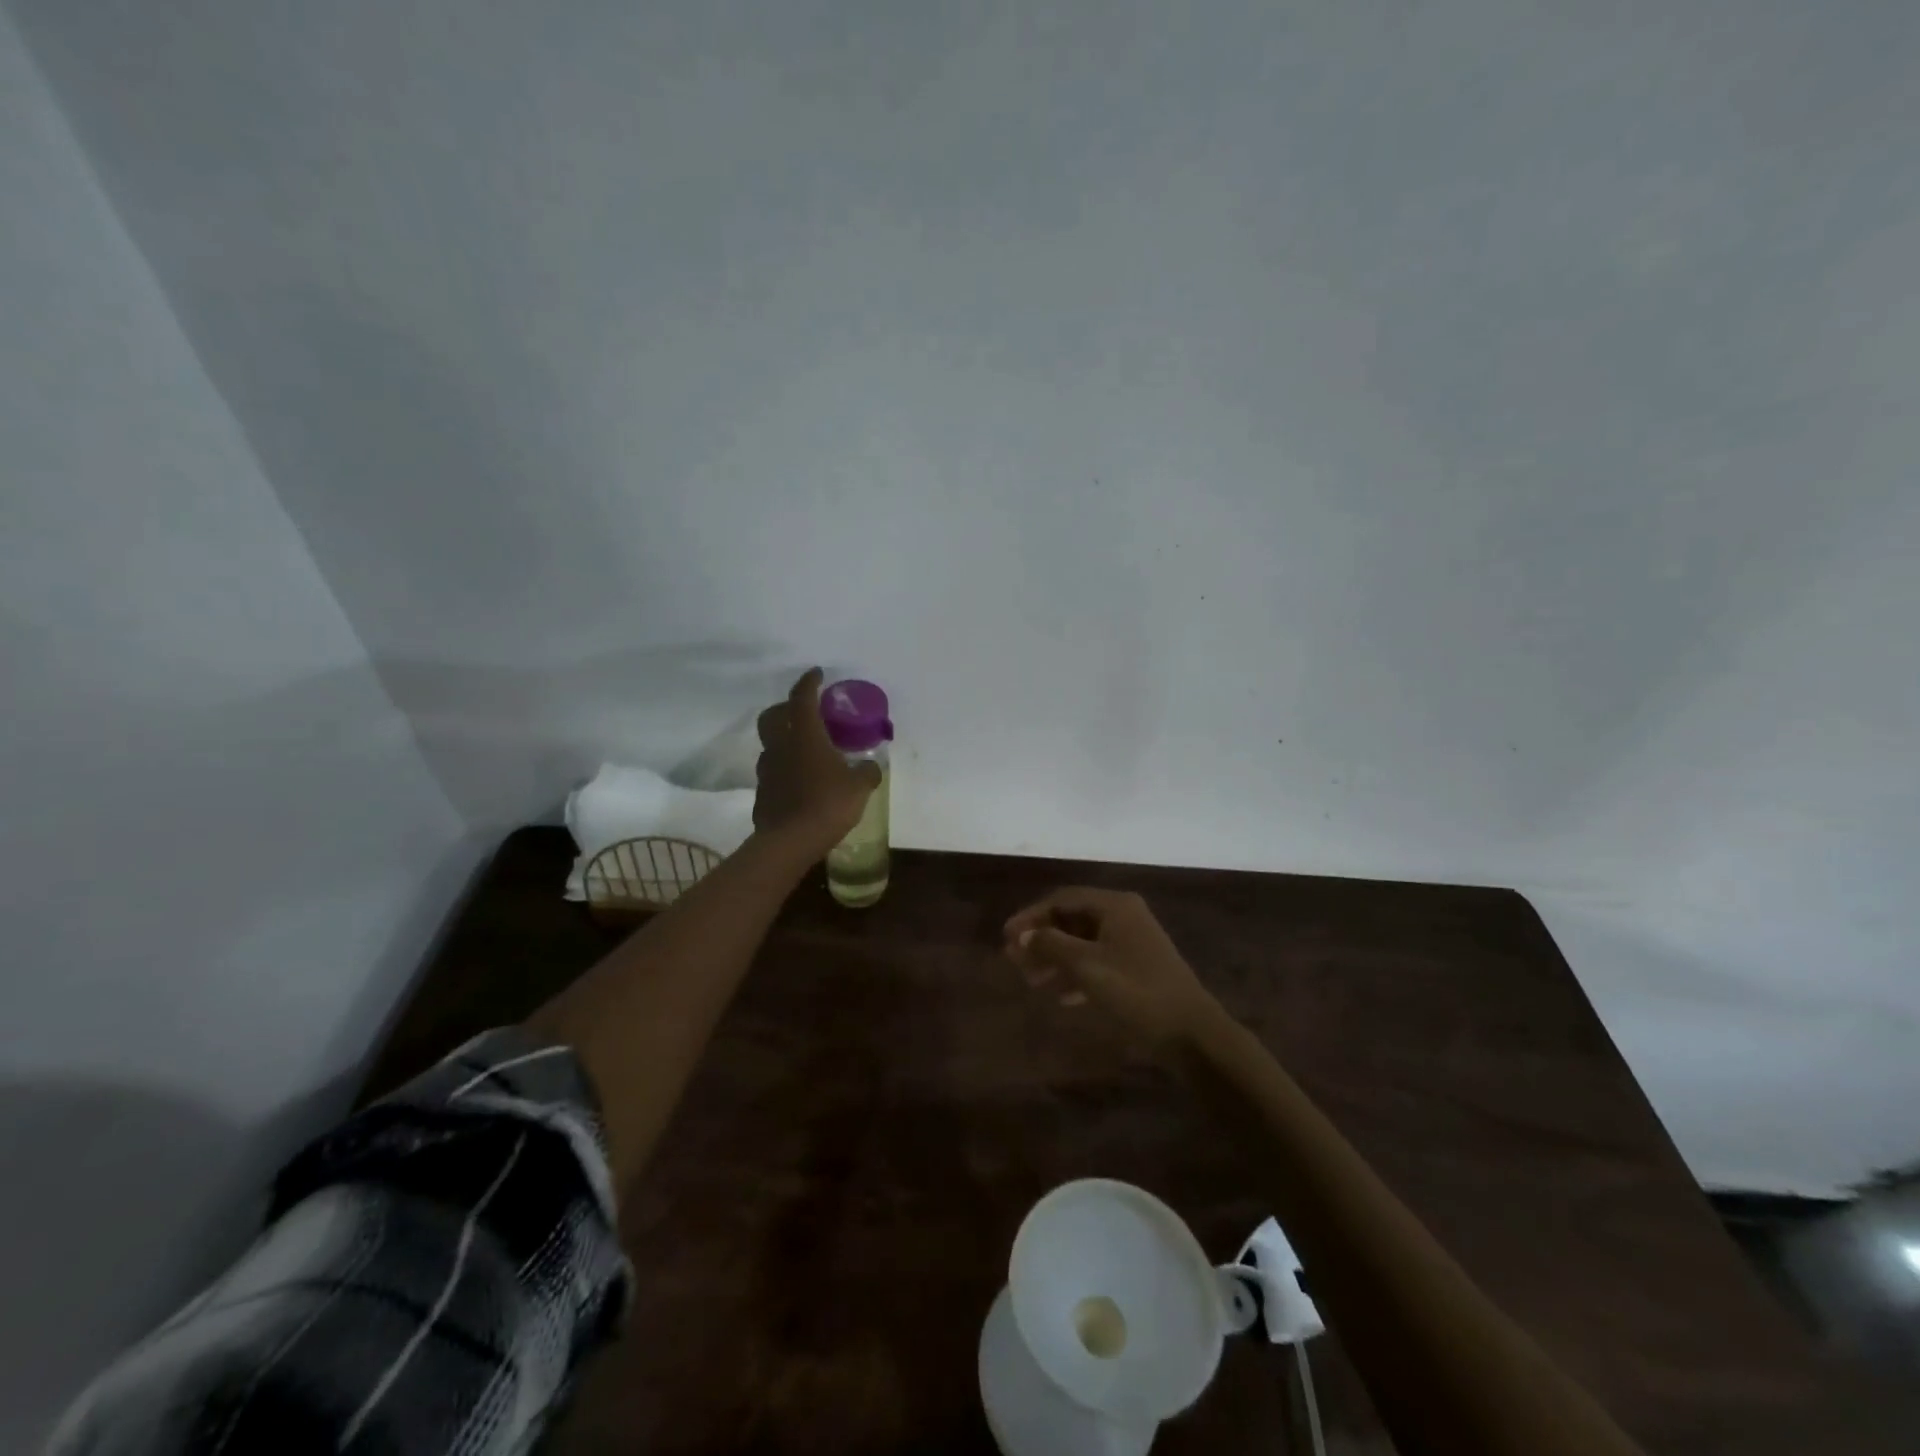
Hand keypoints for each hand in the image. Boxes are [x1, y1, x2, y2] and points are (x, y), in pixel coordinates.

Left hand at [754, 668, 880, 852]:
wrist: (789, 841)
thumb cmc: (827, 804)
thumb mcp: (859, 787)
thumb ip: (867, 772)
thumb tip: (871, 765)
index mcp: (805, 735)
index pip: (802, 698)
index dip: (809, 682)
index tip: (817, 673)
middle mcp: (781, 745)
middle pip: (773, 715)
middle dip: (787, 707)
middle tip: (805, 712)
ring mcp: (767, 769)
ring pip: (771, 744)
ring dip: (785, 739)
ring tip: (806, 749)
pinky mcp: (762, 792)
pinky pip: (773, 770)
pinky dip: (785, 767)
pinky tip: (800, 780)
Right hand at [1003, 888, 1223, 1050]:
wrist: (1192, 1033)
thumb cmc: (1137, 991)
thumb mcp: (1087, 966)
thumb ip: (1051, 945)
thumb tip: (1021, 936)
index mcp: (1115, 906)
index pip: (1062, 899)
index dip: (1031, 916)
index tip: (1006, 937)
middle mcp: (1124, 916)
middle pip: (1072, 919)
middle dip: (1042, 939)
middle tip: (1014, 961)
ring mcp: (1133, 943)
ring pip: (1083, 943)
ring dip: (1056, 959)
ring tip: (1032, 981)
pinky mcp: (1138, 969)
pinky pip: (1098, 962)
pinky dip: (1077, 975)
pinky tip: (1062, 998)